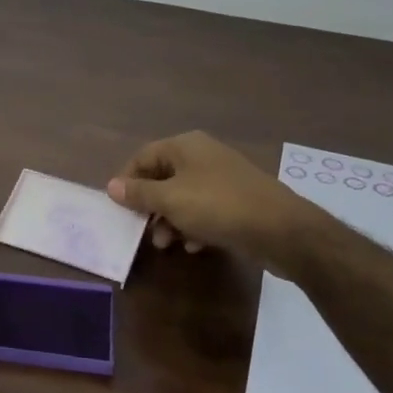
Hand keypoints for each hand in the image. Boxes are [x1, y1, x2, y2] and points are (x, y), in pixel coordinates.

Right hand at [107, 131, 311, 268]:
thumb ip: (139, 193)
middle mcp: (203, 156)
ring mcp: (222, 178)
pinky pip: (205, 210)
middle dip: (150, 206)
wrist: (281, 229)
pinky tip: (195, 246)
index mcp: (185, 146)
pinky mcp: (237, 201)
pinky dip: (194, 226)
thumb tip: (111, 185)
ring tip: (167, 244)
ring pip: (184, 197)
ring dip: (170, 220)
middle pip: (163, 177)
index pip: (143, 156)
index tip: (118, 207)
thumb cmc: (218, 207)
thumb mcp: (171, 200)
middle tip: (142, 230)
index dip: (127, 180)